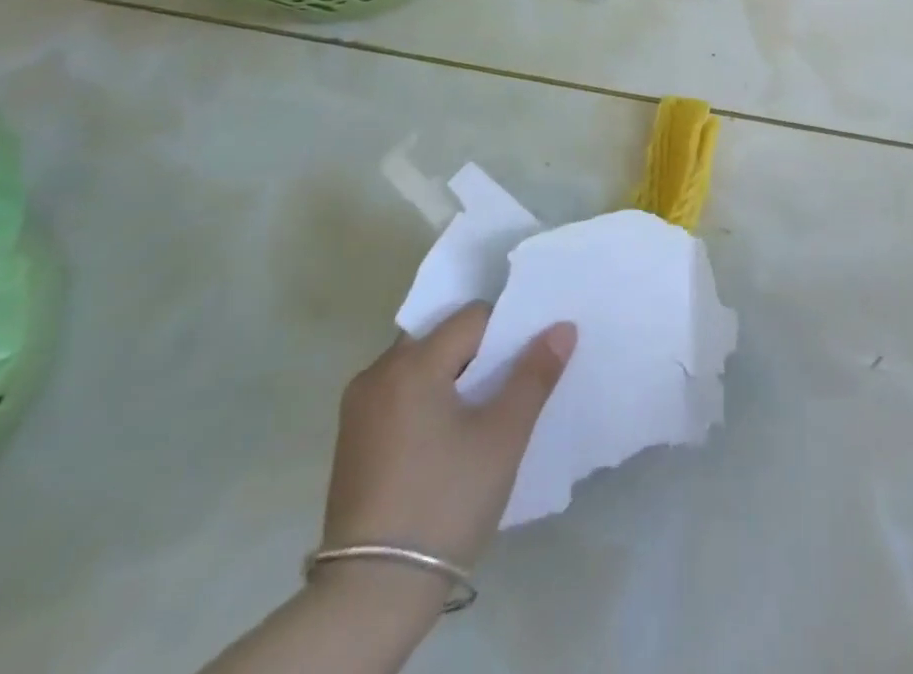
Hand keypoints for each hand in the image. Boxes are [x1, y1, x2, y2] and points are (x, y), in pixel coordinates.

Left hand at [322, 305, 576, 569]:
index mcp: (413, 362)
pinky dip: (426, 399)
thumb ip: (534, 374)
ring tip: (481, 412)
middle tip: (508, 383)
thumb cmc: (445, 501)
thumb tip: (562, 327)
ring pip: (418, 366)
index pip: (472, 317)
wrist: (371, 595)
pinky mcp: (351, 440)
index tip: (526, 362)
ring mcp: (358, 407)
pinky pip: (398, 395)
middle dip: (477, 352)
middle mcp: (378, 372)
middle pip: (441, 336)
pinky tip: (446, 437)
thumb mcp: (503, 436)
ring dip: (451, 375)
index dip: (506, 331)